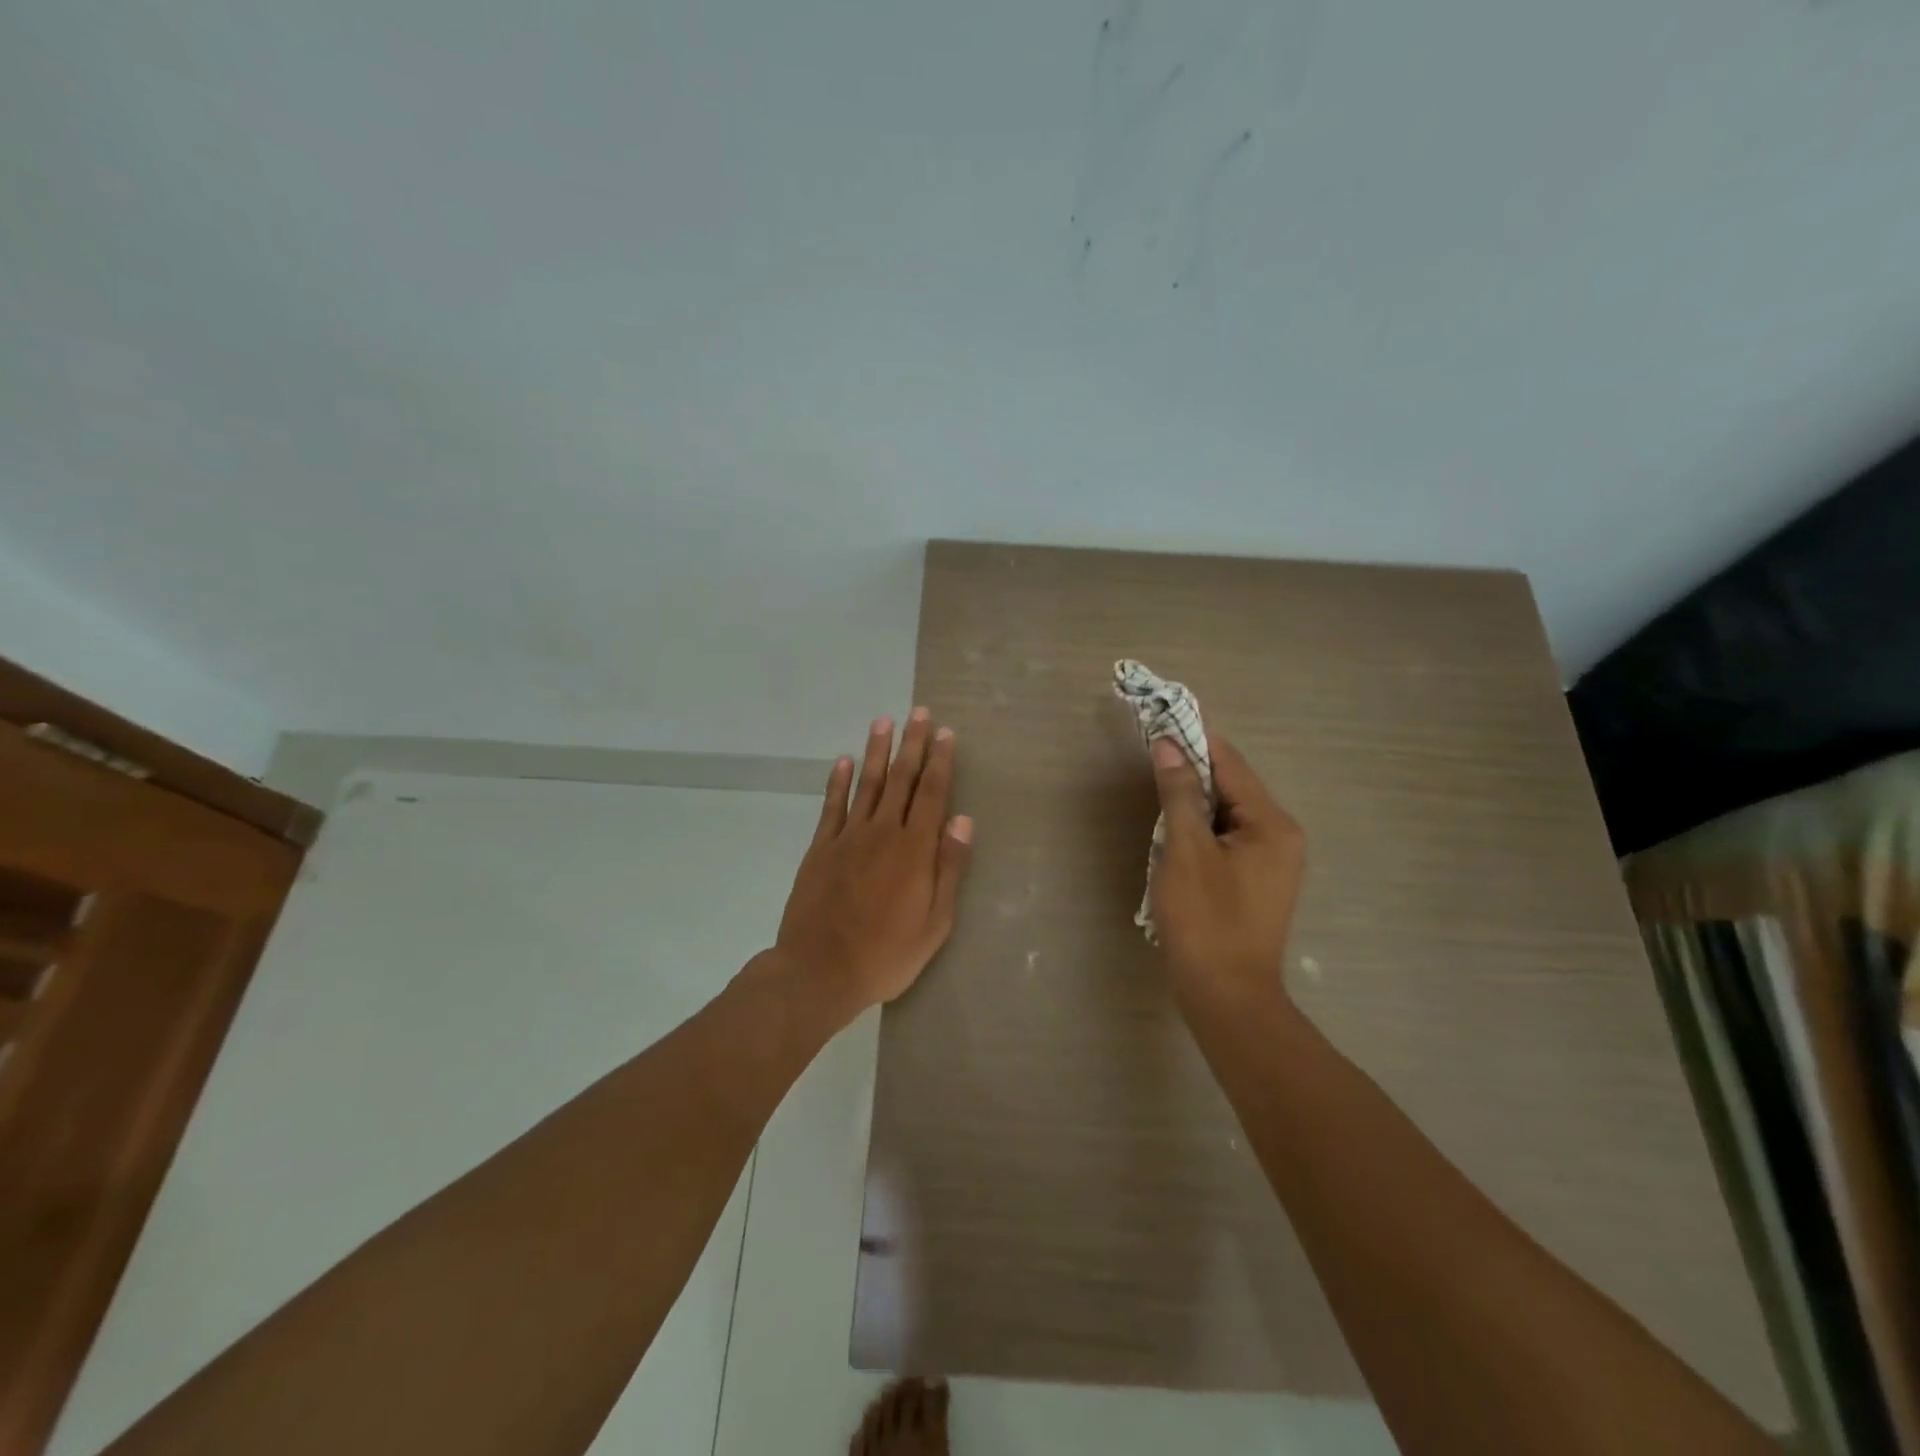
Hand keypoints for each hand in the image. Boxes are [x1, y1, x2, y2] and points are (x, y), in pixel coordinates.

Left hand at [774, 709, 973, 1018]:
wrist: (819, 971)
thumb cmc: (886, 954)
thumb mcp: (935, 923)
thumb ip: (949, 868)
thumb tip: (963, 820)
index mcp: (914, 850)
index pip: (931, 794)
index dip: (939, 762)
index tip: (945, 733)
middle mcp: (882, 833)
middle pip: (901, 779)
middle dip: (912, 744)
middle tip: (919, 713)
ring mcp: (848, 837)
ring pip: (867, 784)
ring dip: (877, 751)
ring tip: (884, 722)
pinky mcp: (820, 848)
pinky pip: (832, 806)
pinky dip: (838, 781)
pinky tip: (844, 761)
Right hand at [1148, 733, 1306, 1003]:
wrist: (1226, 996)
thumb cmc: (1206, 919)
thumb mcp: (1186, 850)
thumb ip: (1179, 794)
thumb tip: (1169, 746)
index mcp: (1271, 824)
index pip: (1231, 765)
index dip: (1195, 740)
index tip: (1163, 718)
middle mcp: (1280, 837)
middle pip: (1231, 788)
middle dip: (1191, 772)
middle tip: (1152, 754)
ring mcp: (1270, 863)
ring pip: (1226, 815)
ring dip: (1192, 803)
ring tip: (1157, 790)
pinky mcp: (1255, 884)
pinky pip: (1225, 840)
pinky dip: (1199, 830)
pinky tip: (1172, 834)